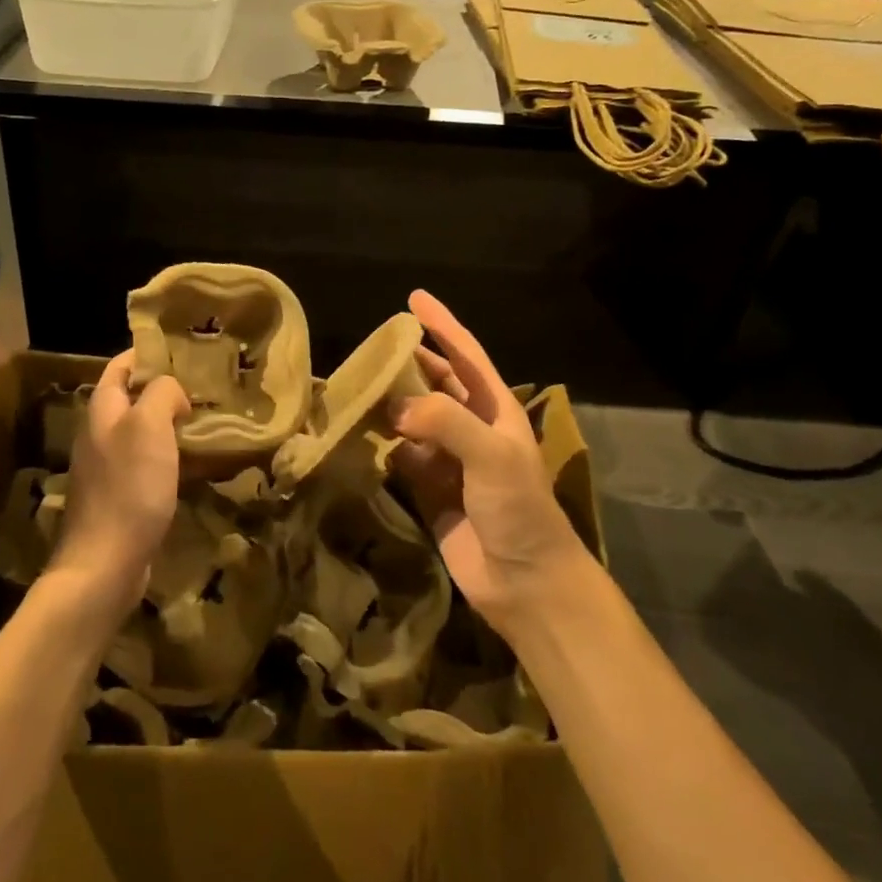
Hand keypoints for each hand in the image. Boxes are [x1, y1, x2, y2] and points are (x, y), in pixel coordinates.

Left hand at [47, 351, 188, 616]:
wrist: (105, 564)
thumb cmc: (128, 487)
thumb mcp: (149, 426)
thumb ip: (161, 393)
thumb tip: (172, 392)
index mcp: (102, 410)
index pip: (121, 366)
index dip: (147, 353)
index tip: (183, 350)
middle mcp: (100, 434)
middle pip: (131, 399)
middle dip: (164, 389)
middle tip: (204, 386)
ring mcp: (107, 468)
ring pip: (142, 432)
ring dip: (170, 424)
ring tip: (206, 420)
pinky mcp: (120, 497)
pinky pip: (147, 464)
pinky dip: (169, 456)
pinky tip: (194, 464)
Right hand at [390, 290, 586, 632]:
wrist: (525, 583)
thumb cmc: (519, 510)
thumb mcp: (492, 456)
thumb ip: (447, 422)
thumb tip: (395, 405)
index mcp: (496, 412)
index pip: (466, 356)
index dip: (443, 326)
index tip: (414, 298)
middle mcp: (473, 429)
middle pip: (437, 384)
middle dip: (409, 363)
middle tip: (372, 347)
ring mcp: (450, 460)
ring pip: (414, 419)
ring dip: (390, 403)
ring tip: (356, 384)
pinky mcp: (430, 490)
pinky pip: (402, 456)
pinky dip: (382, 444)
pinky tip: (359, 434)